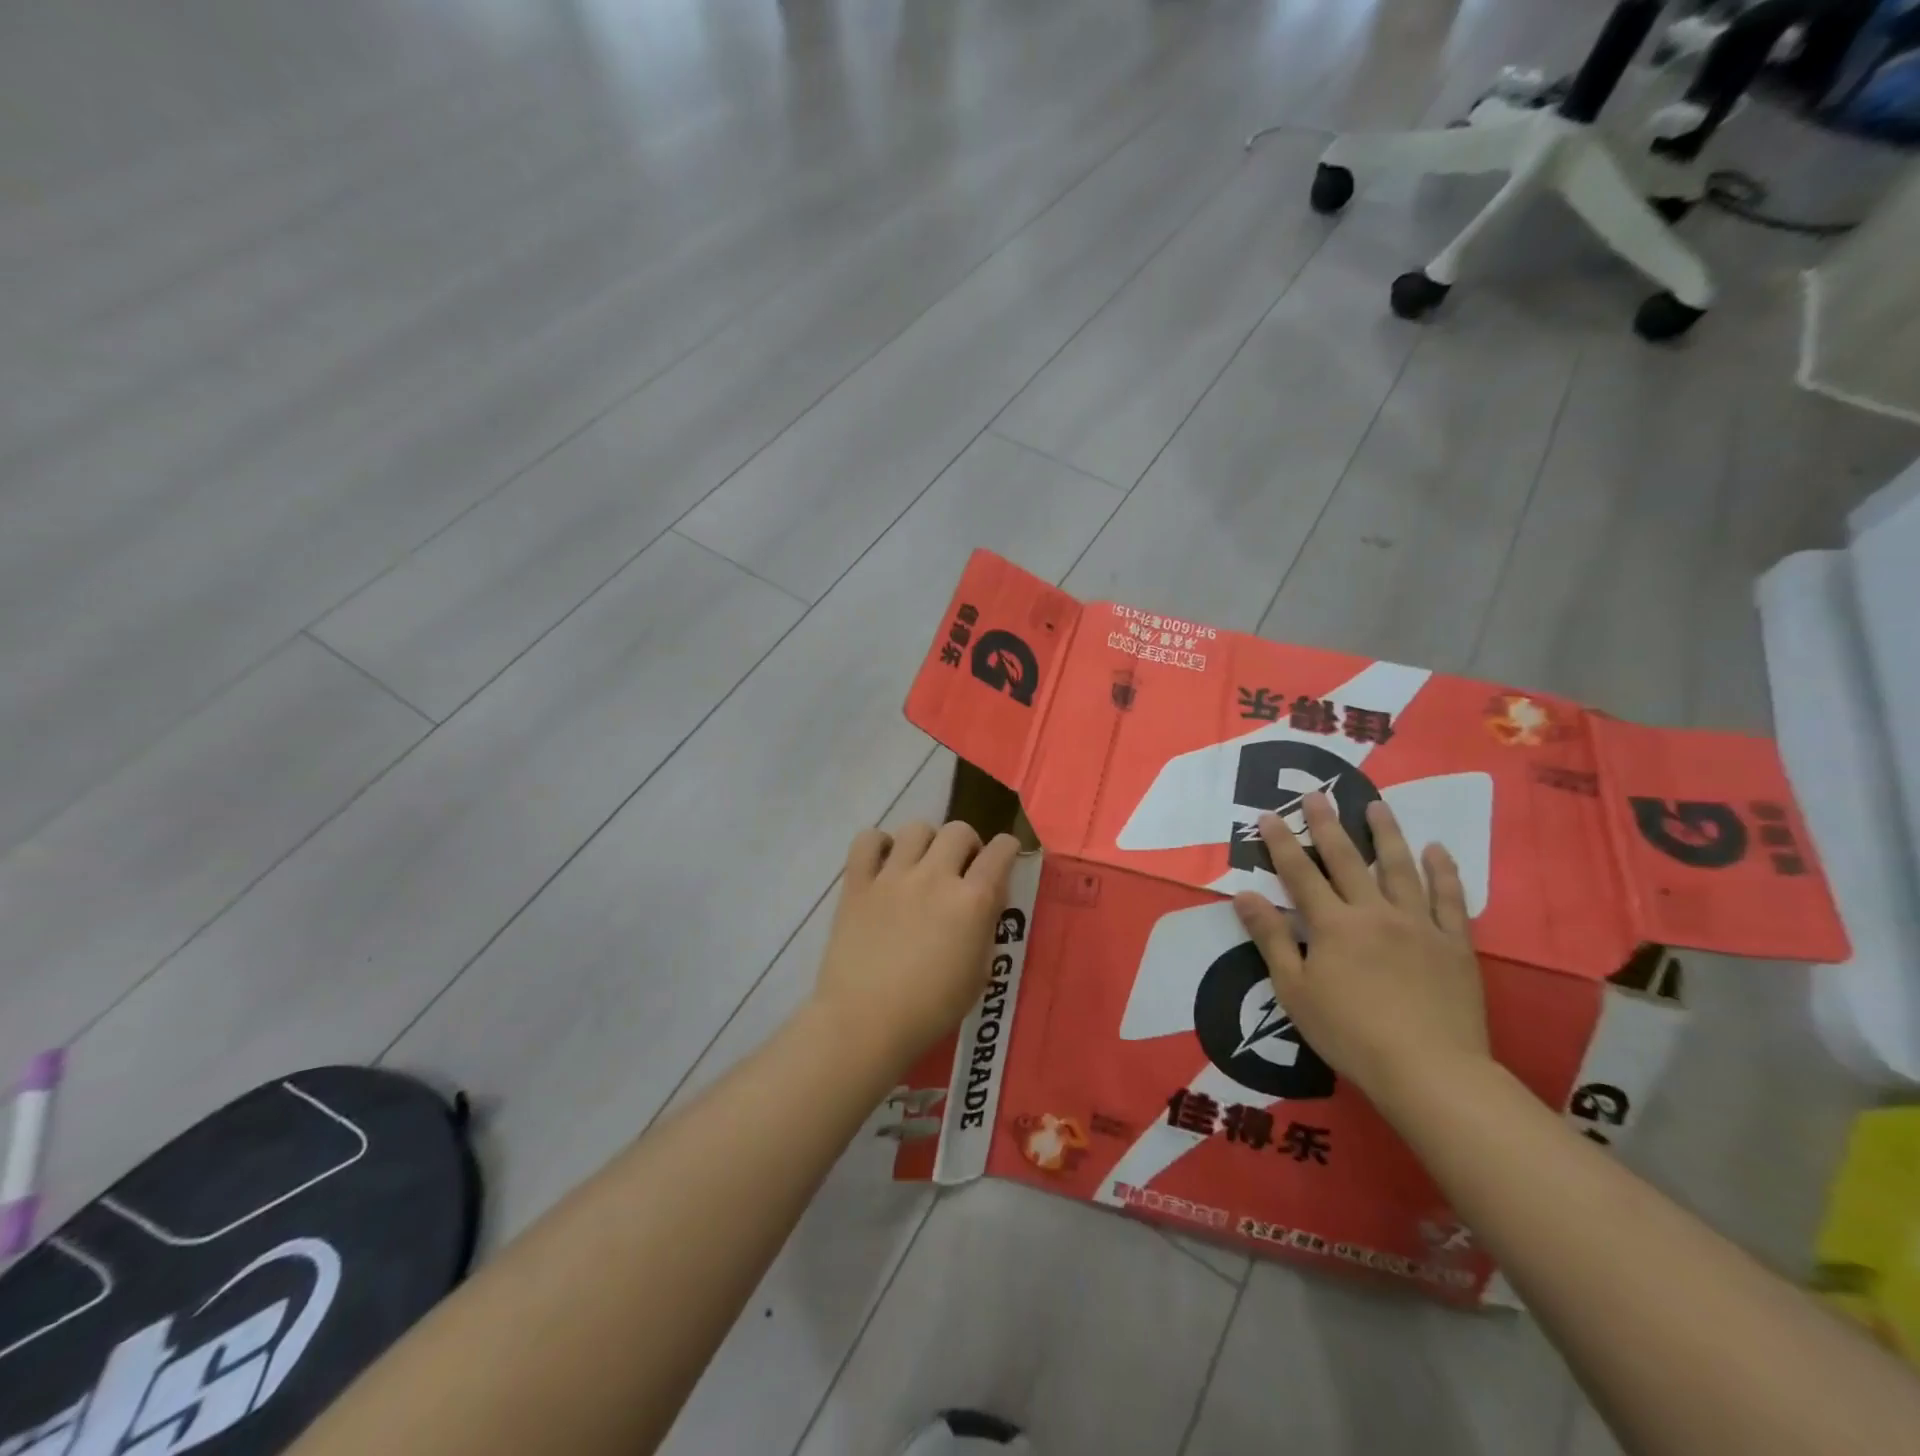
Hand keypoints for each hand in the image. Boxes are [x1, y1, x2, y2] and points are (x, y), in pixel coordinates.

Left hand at [813, 820, 1022, 1072]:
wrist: (865, 1022)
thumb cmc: (930, 1009)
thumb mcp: (979, 975)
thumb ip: (986, 930)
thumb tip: (986, 903)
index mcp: (972, 901)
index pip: (1000, 851)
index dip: (1008, 848)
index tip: (1005, 856)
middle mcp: (935, 877)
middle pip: (959, 831)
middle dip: (968, 844)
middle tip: (961, 868)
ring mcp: (892, 876)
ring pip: (916, 828)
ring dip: (927, 842)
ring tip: (922, 864)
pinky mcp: (857, 883)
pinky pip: (867, 840)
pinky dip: (879, 844)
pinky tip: (884, 864)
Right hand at [1232, 793, 1488, 1106]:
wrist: (1430, 1070)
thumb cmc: (1349, 1033)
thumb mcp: (1294, 990)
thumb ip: (1271, 938)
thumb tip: (1244, 895)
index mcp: (1332, 925)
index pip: (1299, 873)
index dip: (1282, 842)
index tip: (1269, 814)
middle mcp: (1374, 912)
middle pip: (1347, 860)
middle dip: (1328, 825)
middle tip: (1317, 794)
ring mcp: (1419, 925)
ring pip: (1400, 868)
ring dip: (1386, 834)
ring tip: (1376, 806)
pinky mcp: (1454, 945)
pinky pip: (1449, 900)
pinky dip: (1443, 872)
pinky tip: (1437, 850)